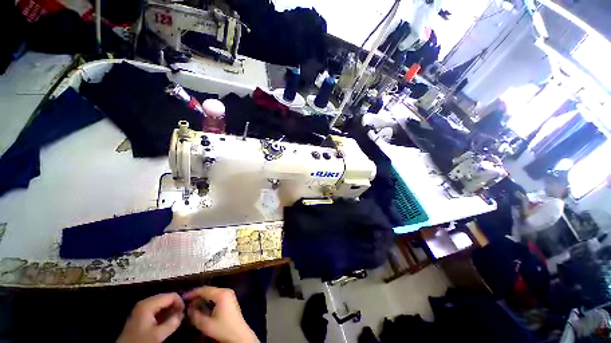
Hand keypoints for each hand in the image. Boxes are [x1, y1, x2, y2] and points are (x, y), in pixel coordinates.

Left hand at [117, 293, 184, 342]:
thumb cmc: (141, 341)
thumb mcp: (158, 334)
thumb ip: (172, 322)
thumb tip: (183, 313)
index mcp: (148, 304)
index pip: (171, 295)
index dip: (180, 302)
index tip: (183, 313)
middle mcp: (145, 302)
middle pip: (166, 297)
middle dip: (175, 306)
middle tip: (180, 317)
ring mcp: (142, 308)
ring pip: (162, 303)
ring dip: (170, 310)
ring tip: (174, 320)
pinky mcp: (141, 314)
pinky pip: (157, 308)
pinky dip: (163, 313)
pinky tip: (166, 321)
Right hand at [184, 286, 257, 342]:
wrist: (239, 334)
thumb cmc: (223, 329)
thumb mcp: (206, 324)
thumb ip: (195, 315)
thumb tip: (189, 307)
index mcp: (221, 294)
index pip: (204, 290)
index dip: (193, 293)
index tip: (182, 297)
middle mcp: (226, 290)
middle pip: (209, 289)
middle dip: (197, 295)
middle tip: (186, 301)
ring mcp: (229, 294)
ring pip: (212, 292)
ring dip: (202, 297)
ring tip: (192, 303)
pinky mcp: (230, 298)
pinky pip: (216, 295)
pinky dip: (208, 299)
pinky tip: (202, 305)